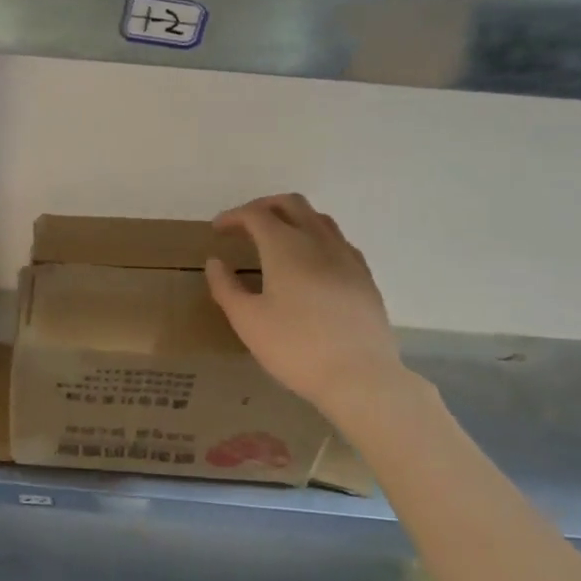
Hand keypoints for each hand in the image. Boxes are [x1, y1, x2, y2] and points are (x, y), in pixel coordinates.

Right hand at [205, 194, 408, 415]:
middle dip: (264, 206)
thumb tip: (215, 261)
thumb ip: (226, 287)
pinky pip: (338, 242)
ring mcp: (347, 257)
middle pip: (291, 204)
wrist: (359, 376)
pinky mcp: (365, 277)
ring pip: (319, 219)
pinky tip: (311, 263)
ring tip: (277, 239)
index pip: (255, 214)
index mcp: (285, 247)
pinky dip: (317, 238)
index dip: (233, 216)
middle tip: (245, 224)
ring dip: (293, 218)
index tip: (217, 230)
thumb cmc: (295, 347)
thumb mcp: (247, 321)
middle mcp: (318, 241)